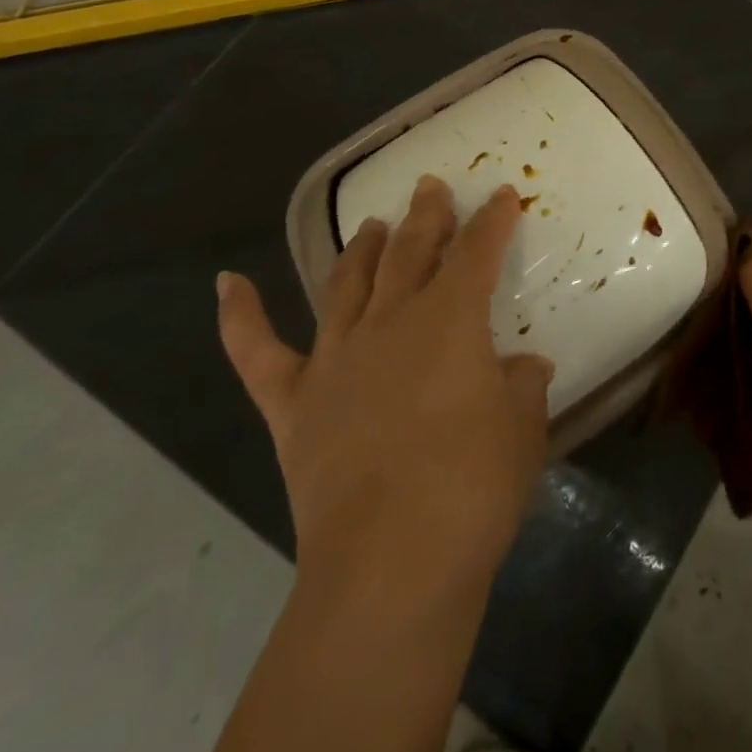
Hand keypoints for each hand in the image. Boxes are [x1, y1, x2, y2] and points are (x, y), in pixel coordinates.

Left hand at [217, 175, 552, 587]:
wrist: (391, 563)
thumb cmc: (474, 486)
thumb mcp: (522, 427)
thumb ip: (521, 386)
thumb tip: (523, 367)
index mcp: (451, 319)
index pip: (477, 252)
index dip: (492, 220)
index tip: (501, 195)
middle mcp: (390, 322)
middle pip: (410, 253)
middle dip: (426, 216)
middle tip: (430, 188)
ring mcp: (335, 359)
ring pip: (347, 283)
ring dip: (361, 249)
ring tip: (371, 224)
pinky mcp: (294, 403)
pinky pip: (257, 351)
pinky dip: (239, 315)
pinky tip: (228, 282)